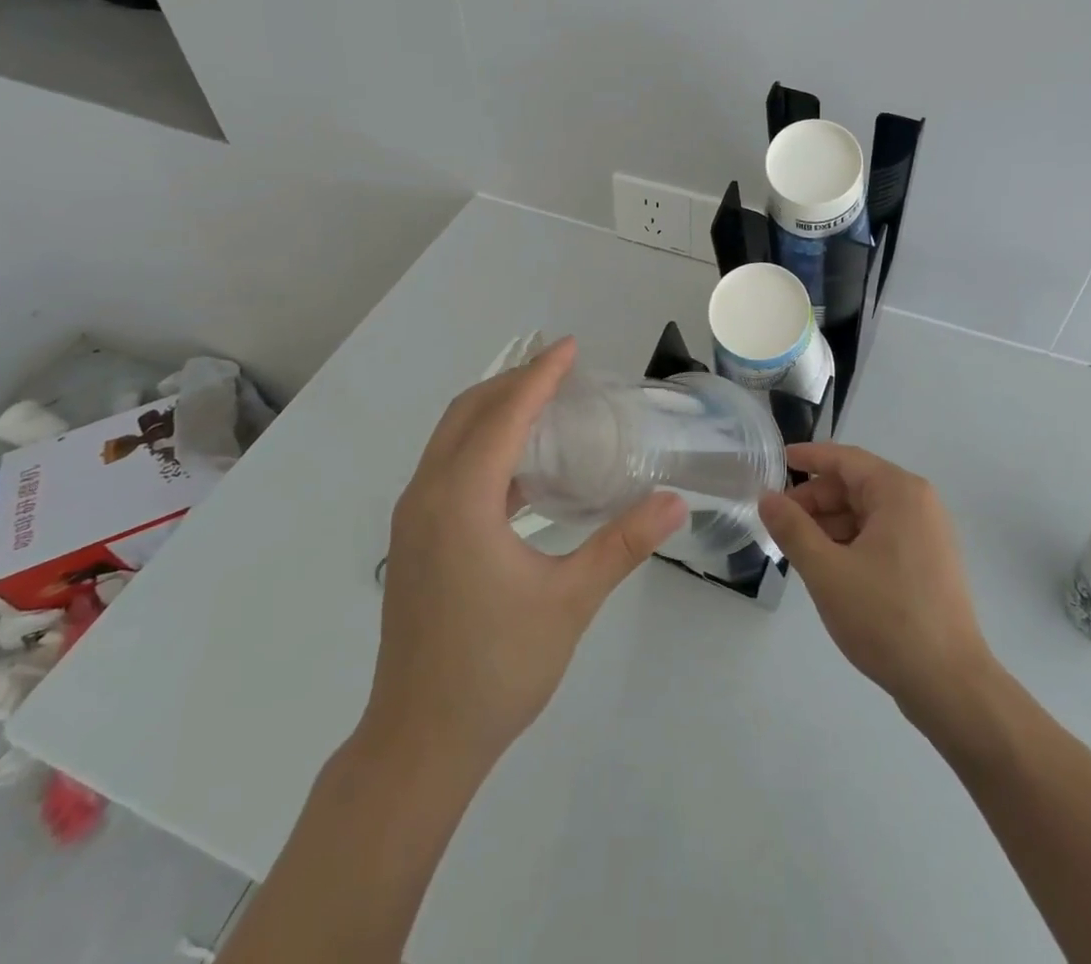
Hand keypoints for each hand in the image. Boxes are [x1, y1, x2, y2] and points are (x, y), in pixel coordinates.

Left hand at [360, 337, 686, 771]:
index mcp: (461, 501)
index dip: (540, 376)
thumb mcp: (569, 601)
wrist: (420, 742)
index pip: (504, 415)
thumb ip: (622, 543)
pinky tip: (525, 469)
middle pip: (468, 413)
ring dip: (495, 411)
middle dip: (513, 382)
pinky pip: (449, 468)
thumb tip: (675, 502)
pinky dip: (484, 447)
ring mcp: (414, 519)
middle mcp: (427, 496)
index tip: (571, 347)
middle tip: (562, 370)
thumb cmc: (496, 668)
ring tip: (547, 405)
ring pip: (452, 439)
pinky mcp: (415, 540)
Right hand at [758, 443, 994, 717]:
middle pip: (856, 485)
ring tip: (797, 548)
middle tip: (779, 521)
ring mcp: (928, 534)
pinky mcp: (929, 562)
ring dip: (831, 523)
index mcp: (899, 492)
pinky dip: (852, 541)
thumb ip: (792, 529)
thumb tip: (766, 498)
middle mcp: (918, 503)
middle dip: (816, 499)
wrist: (949, 684)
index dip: (808, 458)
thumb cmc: (886, 617)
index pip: (845, 459)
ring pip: (867, 513)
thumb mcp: (827, 571)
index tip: (776, 461)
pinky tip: (828, 566)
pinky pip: (882, 535)